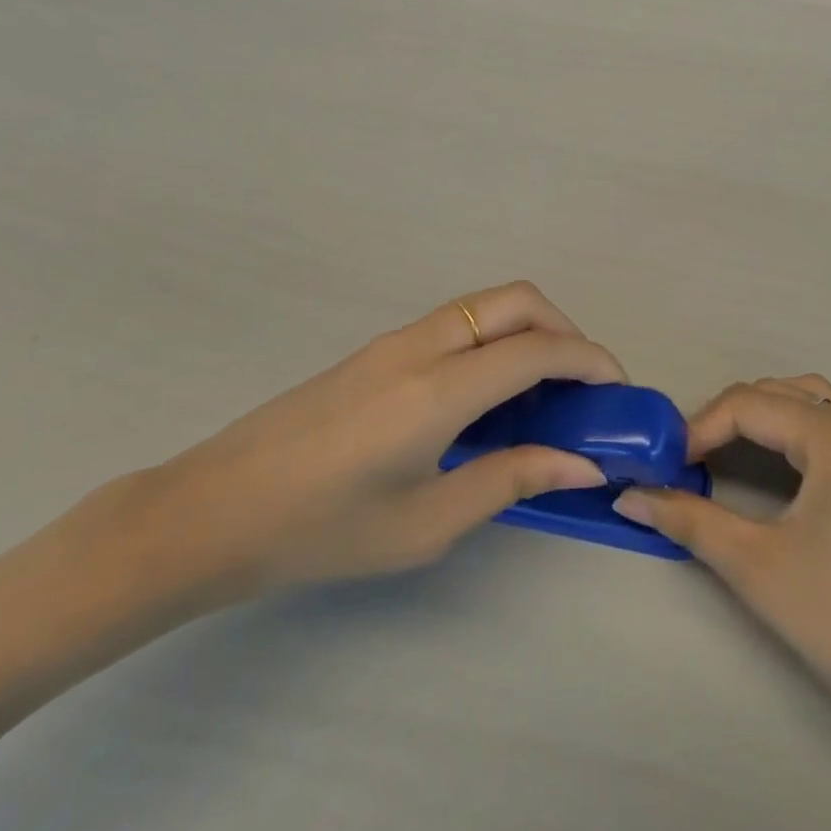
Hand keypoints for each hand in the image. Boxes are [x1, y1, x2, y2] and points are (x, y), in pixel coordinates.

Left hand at [123, 282, 622, 615]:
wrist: (212, 511)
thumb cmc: (320, 531)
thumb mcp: (425, 524)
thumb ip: (510, 481)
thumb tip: (582, 464)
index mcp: (438, 390)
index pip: (538, 350)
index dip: (591, 361)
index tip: (618, 391)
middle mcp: (422, 346)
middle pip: (518, 299)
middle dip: (566, 328)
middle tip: (580, 386)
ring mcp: (395, 339)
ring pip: (486, 304)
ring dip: (529, 329)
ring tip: (541, 392)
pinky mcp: (378, 349)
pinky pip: (457, 322)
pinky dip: (494, 339)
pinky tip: (487, 397)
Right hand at [612, 375, 830, 716]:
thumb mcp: (758, 569)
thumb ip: (689, 521)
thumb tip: (629, 495)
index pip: (748, 404)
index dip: (698, 428)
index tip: (665, 467)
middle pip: (781, 393)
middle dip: (729, 418)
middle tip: (692, 462)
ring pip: (817, 401)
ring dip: (770, 414)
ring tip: (736, 451)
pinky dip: (808, 426)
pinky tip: (797, 461)